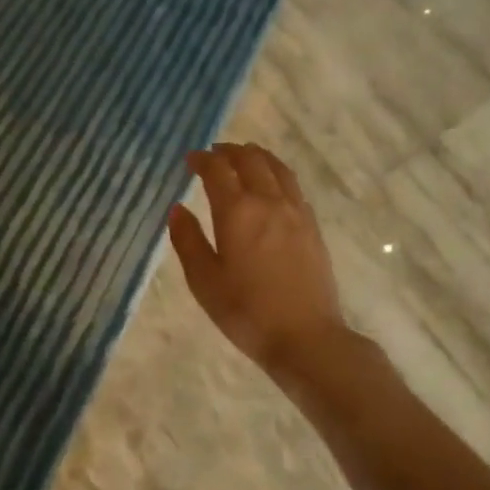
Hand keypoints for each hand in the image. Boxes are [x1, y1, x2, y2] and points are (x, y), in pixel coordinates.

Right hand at [168, 143, 349, 379]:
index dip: (202, 159)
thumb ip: (188, 240)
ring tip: (243, 157)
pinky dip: (277, 173)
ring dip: (256, 156)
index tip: (190, 159)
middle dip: (229, 152)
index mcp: (238, 212)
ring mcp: (296, 212)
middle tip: (213, 154)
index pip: (218, 170)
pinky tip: (272, 184)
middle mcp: (269, 202)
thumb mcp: (204, 281)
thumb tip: (178, 208)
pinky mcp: (312, 227)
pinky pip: (293, 186)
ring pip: (277, 168)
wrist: (305, 337)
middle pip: (250, 161)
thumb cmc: (246, 312)